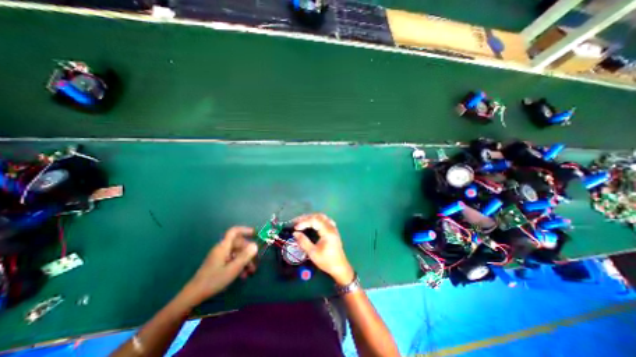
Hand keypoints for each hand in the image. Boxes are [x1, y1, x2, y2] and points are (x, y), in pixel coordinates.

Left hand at [179, 227, 256, 305]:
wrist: (194, 295)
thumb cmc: (214, 280)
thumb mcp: (233, 268)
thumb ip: (245, 256)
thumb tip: (255, 245)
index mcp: (223, 247)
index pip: (234, 231)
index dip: (245, 230)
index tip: (255, 234)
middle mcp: (222, 249)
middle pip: (238, 243)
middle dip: (248, 251)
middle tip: (256, 260)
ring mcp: (219, 256)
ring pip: (236, 253)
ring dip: (245, 260)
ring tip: (251, 271)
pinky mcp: (218, 264)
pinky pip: (232, 259)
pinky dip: (239, 265)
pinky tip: (243, 275)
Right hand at [291, 214, 354, 285]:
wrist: (340, 267)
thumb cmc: (326, 261)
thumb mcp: (313, 253)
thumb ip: (303, 242)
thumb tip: (295, 233)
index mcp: (327, 232)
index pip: (314, 220)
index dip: (304, 222)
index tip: (295, 228)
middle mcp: (331, 227)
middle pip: (318, 216)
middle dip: (306, 218)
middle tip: (295, 222)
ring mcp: (333, 227)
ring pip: (321, 216)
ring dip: (311, 217)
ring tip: (301, 221)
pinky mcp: (333, 230)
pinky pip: (324, 219)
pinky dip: (316, 219)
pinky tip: (311, 223)